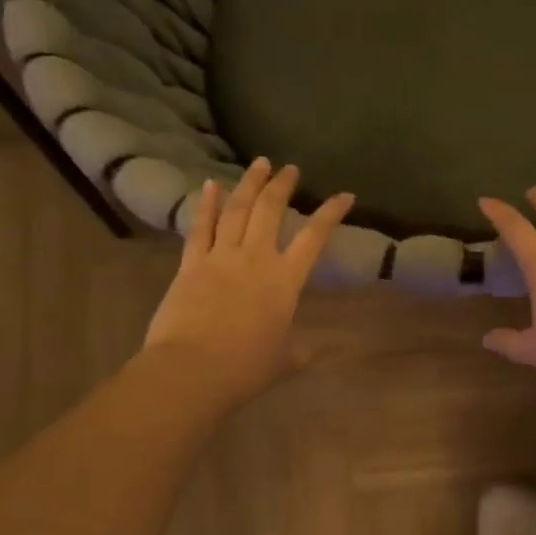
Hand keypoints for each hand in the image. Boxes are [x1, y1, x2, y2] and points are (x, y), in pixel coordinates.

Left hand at [142, 159, 353, 408]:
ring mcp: (220, 257)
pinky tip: (211, 184)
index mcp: (285, 280)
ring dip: (249, 184)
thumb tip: (311, 351)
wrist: (192, 370)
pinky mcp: (190, 265)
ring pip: (236, 210)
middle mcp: (255, 258)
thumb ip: (298, 351)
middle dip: (282, 186)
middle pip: (270, 211)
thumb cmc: (245, 368)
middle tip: (289, 168)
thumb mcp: (283, 361)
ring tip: (259, 164)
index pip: (314, 238)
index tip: (345, 195)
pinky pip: (200, 227)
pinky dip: (207, 204)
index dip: (331, 213)